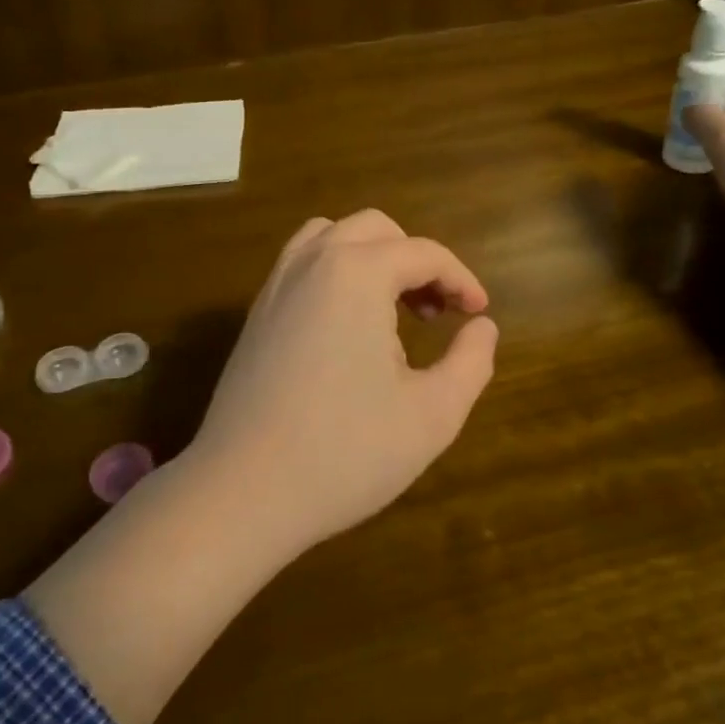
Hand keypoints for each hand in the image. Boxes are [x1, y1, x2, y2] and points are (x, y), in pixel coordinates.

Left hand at [183, 209, 499, 551]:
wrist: (242, 493)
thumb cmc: (346, 452)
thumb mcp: (433, 414)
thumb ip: (471, 362)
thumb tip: (482, 326)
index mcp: (357, 273)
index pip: (424, 254)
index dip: (461, 280)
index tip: (479, 314)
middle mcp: (312, 263)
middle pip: (376, 230)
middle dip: (416, 261)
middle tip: (438, 312)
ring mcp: (276, 286)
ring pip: (331, 238)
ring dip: (372, 258)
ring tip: (393, 309)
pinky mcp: (255, 314)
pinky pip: (302, 266)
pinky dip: (336, 273)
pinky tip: (348, 328)